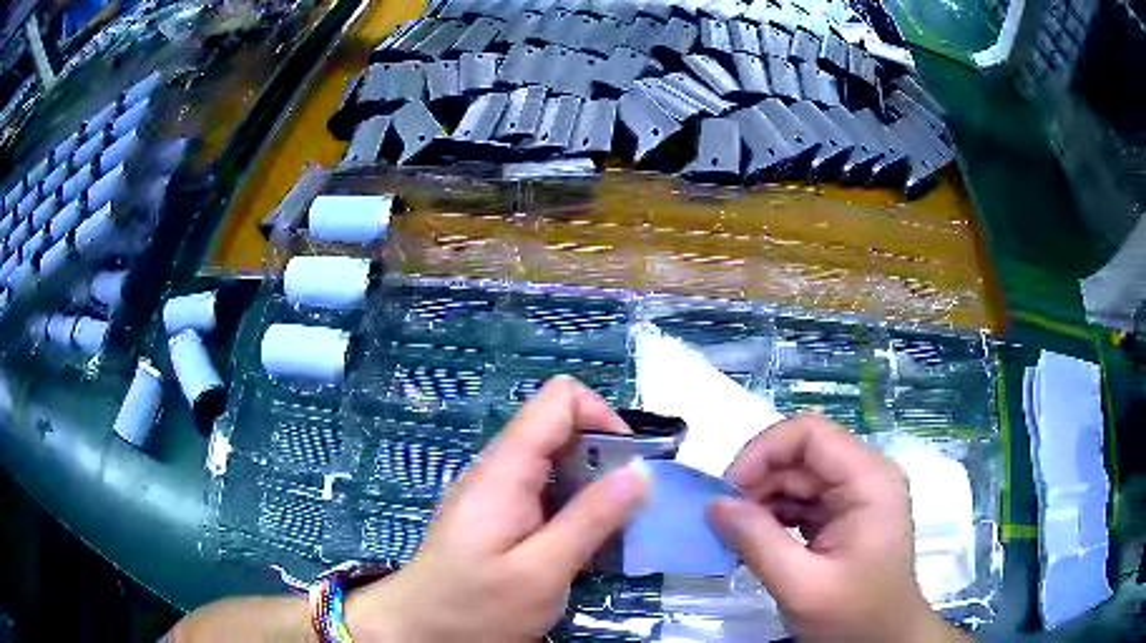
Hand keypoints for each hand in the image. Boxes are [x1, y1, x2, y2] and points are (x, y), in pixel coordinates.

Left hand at [348, 376, 649, 642]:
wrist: (417, 632)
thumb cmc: (475, 607)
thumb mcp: (542, 571)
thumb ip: (591, 519)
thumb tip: (640, 472)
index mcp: (505, 470)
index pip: (560, 399)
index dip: (603, 417)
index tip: (629, 468)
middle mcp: (498, 471)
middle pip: (560, 430)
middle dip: (603, 459)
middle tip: (628, 510)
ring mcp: (495, 495)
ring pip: (555, 465)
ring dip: (591, 490)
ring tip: (611, 533)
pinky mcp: (496, 518)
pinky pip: (543, 495)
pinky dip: (572, 510)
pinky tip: (581, 547)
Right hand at [708, 413, 967, 642]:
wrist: (883, 639)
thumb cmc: (853, 615)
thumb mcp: (801, 585)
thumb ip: (757, 542)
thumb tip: (714, 504)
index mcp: (868, 480)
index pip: (810, 433)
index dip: (764, 451)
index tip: (730, 489)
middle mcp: (865, 475)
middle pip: (802, 454)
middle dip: (759, 481)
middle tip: (726, 520)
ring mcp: (856, 494)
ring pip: (798, 476)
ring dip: (763, 500)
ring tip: (739, 535)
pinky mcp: (845, 514)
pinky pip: (803, 499)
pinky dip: (775, 516)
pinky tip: (758, 541)